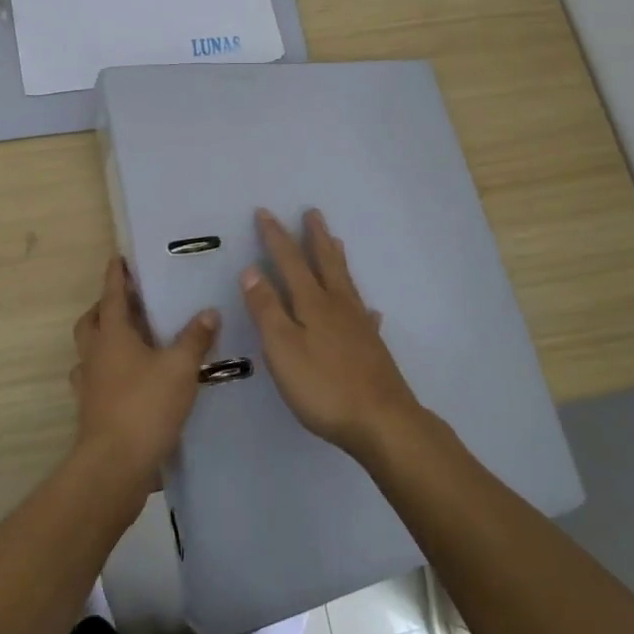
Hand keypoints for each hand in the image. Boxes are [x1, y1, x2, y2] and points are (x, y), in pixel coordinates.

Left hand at [70, 258, 219, 486]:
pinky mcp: (92, 411)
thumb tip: (209, 311)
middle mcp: (95, 355)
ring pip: (91, 352)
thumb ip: (195, 338)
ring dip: (105, 340)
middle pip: (92, 322)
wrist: (114, 467)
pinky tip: (132, 380)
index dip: (116, 276)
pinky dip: (110, 372)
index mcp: (112, 336)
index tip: (118, 258)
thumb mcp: (180, 368)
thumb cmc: (145, 406)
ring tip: (132, 340)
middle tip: (128, 301)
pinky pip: (97, 380)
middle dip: (105, 307)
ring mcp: (89, 385)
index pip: (112, 296)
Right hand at [241, 208, 422, 457]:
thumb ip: (266, 308)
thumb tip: (252, 269)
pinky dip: (363, 307)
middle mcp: (338, 306)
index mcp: (312, 304)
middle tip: (312, 212)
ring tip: (337, 242)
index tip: (265, 212)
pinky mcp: (373, 348)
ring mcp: (359, 326)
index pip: (290, 261)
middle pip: (325, 263)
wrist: (382, 421)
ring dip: (337, 260)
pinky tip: (371, 310)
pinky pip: (366, 316)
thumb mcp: (282, 348)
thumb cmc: (323, 386)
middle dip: (315, 237)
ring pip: (346, 283)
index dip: (276, 236)